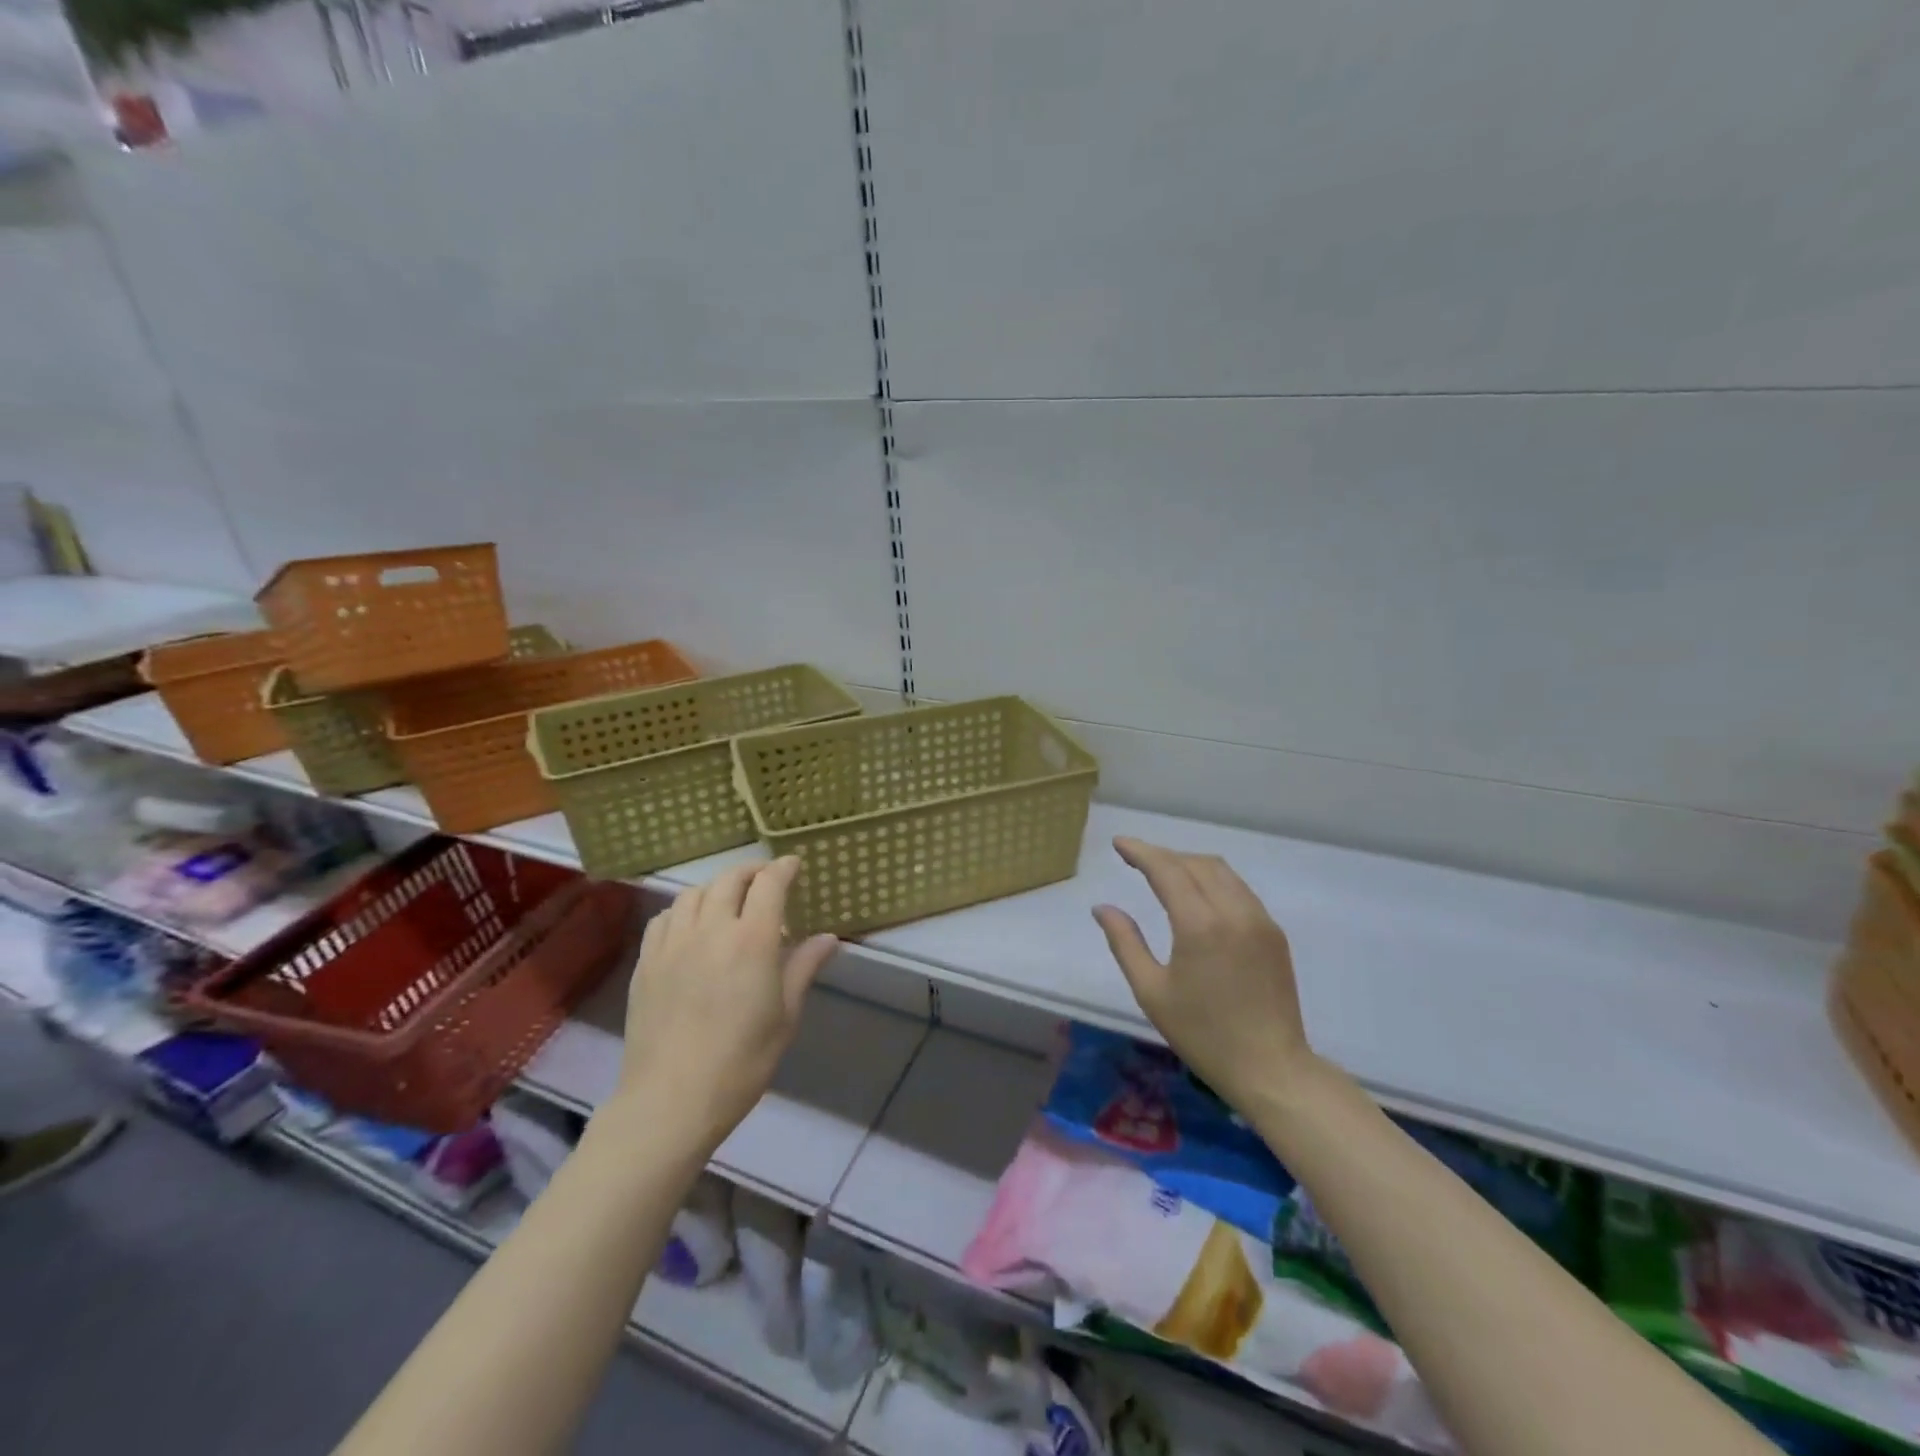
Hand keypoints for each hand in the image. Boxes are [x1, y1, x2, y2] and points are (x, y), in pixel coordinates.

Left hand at [617, 858, 837, 1148]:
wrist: (671, 1100)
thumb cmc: (741, 1062)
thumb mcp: (785, 1016)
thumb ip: (804, 968)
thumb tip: (828, 938)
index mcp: (751, 941)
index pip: (769, 884)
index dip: (783, 868)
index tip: (794, 865)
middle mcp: (710, 930)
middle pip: (729, 880)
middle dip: (752, 872)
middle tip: (766, 880)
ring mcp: (673, 944)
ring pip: (694, 894)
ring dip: (717, 888)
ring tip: (729, 902)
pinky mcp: (647, 963)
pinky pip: (665, 918)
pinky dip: (684, 909)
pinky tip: (691, 926)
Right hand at [1092, 837, 1315, 1112]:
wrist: (1271, 1069)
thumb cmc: (1203, 1034)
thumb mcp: (1151, 991)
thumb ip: (1125, 942)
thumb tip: (1103, 908)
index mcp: (1200, 924)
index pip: (1167, 869)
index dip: (1141, 851)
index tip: (1119, 843)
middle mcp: (1233, 911)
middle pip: (1195, 863)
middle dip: (1163, 855)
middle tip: (1135, 859)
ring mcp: (1259, 920)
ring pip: (1221, 871)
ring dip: (1189, 863)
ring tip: (1164, 872)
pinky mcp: (1274, 933)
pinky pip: (1239, 889)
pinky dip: (1213, 880)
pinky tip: (1198, 895)